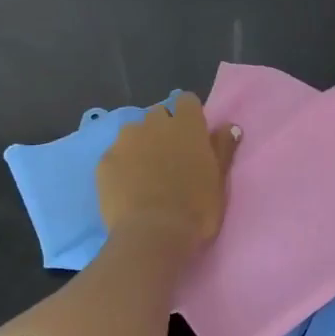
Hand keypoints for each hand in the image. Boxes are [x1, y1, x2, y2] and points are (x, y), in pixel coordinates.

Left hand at [96, 93, 240, 255]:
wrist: (153, 234)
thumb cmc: (197, 207)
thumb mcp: (219, 179)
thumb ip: (223, 148)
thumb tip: (229, 126)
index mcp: (187, 125)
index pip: (186, 100)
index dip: (189, 115)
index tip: (193, 134)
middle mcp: (154, 124)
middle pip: (158, 114)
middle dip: (163, 128)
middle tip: (171, 156)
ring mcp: (126, 141)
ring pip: (133, 132)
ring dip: (141, 143)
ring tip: (146, 171)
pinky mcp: (105, 161)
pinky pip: (115, 154)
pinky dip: (122, 164)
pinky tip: (127, 187)